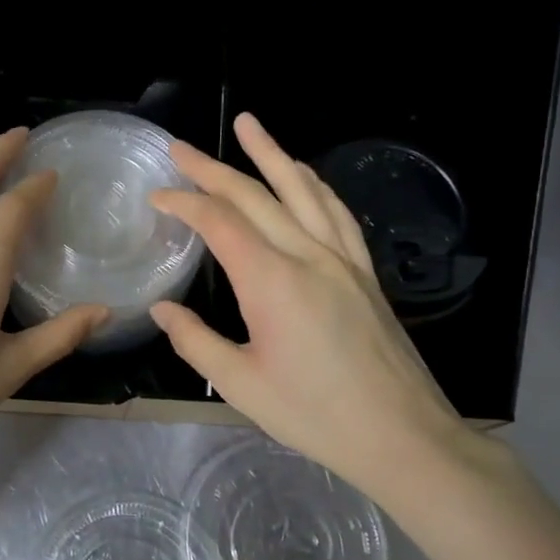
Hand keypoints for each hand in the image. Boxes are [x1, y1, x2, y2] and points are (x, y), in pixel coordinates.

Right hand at [149, 114, 496, 505]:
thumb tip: (161, 310)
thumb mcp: (241, 385)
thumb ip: (195, 341)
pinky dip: (313, 184)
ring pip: (302, 190)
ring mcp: (342, 259)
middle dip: (213, 167)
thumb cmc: (314, 415)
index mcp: (271, 281)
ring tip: (248, 125)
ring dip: (271, 153)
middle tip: (180, 147)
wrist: (402, 435)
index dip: (184, 202)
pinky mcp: (364, 271)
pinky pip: (335, 212)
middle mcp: (308, 255)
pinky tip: (303, 174)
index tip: (157, 195)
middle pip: (255, 195)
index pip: (219, 222)